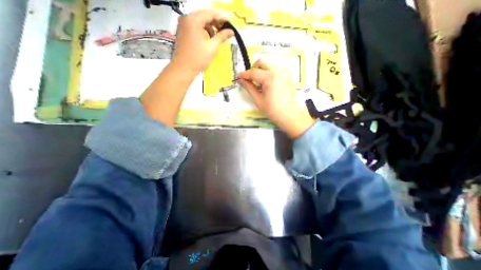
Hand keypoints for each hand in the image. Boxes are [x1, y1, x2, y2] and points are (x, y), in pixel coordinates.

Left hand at [171, 10, 234, 76]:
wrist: (183, 68)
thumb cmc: (198, 58)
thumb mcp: (212, 47)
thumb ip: (222, 37)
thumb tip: (231, 31)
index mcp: (193, 20)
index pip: (210, 14)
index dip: (221, 18)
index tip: (229, 23)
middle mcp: (186, 18)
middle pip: (204, 15)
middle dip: (215, 22)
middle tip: (224, 30)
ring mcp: (183, 25)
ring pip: (199, 21)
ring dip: (209, 27)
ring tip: (216, 37)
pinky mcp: (182, 31)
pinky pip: (194, 26)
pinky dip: (202, 30)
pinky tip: (208, 39)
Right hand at [237, 60, 315, 139]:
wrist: (289, 115)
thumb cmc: (272, 109)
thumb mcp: (258, 100)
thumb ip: (249, 88)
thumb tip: (240, 81)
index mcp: (269, 77)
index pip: (253, 72)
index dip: (244, 75)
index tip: (238, 78)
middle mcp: (277, 71)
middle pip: (261, 64)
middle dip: (252, 71)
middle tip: (249, 81)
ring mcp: (283, 72)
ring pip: (267, 66)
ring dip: (260, 72)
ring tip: (258, 84)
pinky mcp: (286, 76)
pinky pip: (274, 70)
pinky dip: (267, 74)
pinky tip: (266, 85)